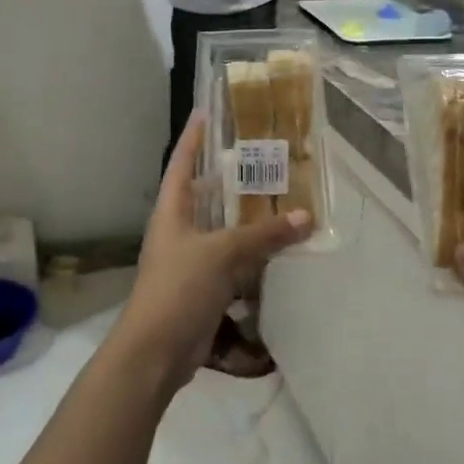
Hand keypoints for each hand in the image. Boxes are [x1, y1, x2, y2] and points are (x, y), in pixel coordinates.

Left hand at [112, 114, 312, 393]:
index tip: (207, 111)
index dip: (193, 137)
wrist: (156, 351)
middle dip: (229, 176)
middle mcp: (179, 230)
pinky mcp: (204, 287)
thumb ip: (263, 235)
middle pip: (204, 194)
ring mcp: (190, 260)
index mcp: (171, 211)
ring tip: (279, 195)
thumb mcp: (222, 254)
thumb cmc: (179, 287)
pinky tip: (278, 247)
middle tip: (262, 156)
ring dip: (246, 217)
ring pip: (222, 229)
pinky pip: (232, 261)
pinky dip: (252, 253)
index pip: (182, 163)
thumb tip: (306, 217)